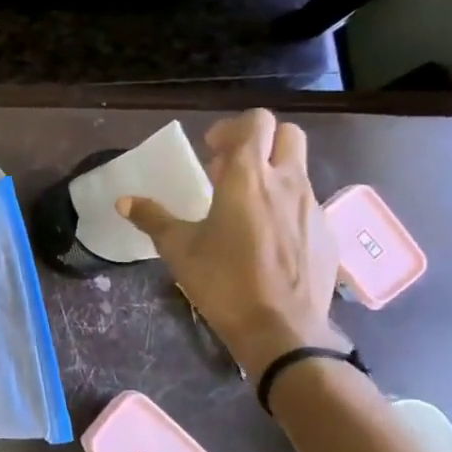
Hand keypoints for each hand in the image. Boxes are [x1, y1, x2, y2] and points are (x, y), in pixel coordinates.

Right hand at [117, 109, 345, 380]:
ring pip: (298, 169)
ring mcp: (312, 207)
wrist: (281, 330)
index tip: (212, 151)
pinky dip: (286, 207)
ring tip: (244, 208)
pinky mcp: (326, 233)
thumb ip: (153, 219)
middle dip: (261, 141)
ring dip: (273, 174)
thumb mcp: (178, 250)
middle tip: (231, 170)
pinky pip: (307, 204)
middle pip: (287, 134)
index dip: (232, 128)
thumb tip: (124, 201)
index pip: (256, 122)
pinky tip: (266, 241)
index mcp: (248, 178)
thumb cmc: (223, 282)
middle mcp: (287, 183)